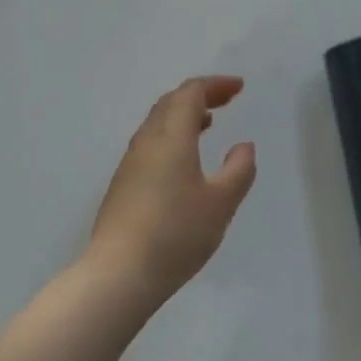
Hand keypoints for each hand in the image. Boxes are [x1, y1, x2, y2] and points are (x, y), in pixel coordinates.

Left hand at [85, 76, 257, 310]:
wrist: (117, 276)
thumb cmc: (175, 234)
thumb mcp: (221, 203)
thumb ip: (238, 170)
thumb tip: (243, 146)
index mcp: (172, 135)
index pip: (191, 92)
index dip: (216, 85)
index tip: (239, 88)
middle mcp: (148, 140)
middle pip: (172, 101)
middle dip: (200, 95)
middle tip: (226, 100)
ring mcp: (131, 162)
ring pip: (158, 122)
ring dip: (184, 115)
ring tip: (208, 124)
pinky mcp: (123, 184)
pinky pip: (151, 142)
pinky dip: (172, 135)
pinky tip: (183, 160)